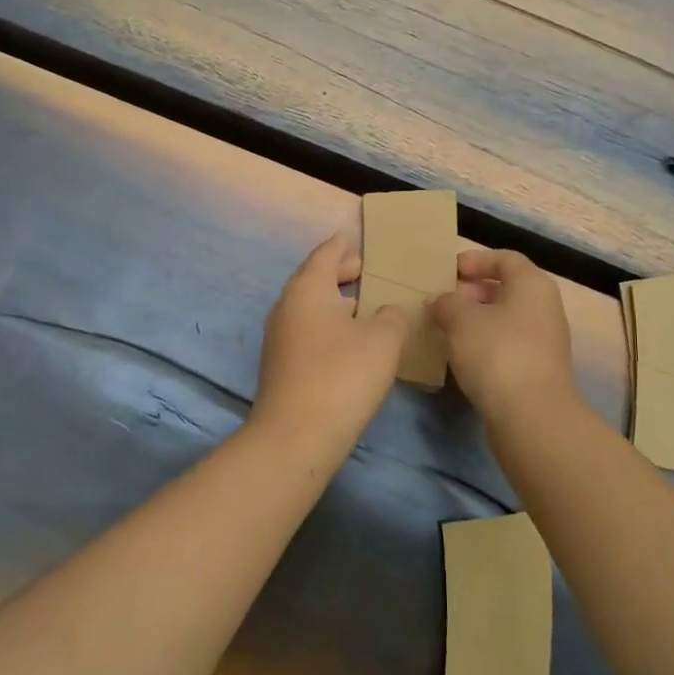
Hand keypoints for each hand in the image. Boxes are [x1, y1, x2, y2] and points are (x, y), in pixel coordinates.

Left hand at [253, 233, 411, 443]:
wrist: (296, 436)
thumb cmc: (342, 375)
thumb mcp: (382, 340)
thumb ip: (392, 316)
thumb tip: (388, 311)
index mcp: (308, 289)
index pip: (325, 254)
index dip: (342, 245)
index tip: (354, 237)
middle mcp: (287, 307)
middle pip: (314, 279)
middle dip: (340, 273)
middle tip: (366, 270)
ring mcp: (280, 338)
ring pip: (311, 308)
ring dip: (336, 302)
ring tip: (366, 306)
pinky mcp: (282, 366)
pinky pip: (309, 331)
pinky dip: (330, 325)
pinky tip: (352, 341)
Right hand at [430, 248, 579, 430]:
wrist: (531, 416)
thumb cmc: (497, 353)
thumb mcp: (461, 320)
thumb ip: (446, 303)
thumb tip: (441, 302)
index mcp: (532, 285)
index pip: (505, 258)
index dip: (476, 259)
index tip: (449, 271)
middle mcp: (545, 308)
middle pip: (507, 288)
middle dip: (473, 291)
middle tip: (443, 300)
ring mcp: (545, 341)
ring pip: (507, 318)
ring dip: (477, 319)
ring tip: (446, 328)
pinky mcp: (538, 370)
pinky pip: (508, 344)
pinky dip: (485, 342)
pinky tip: (462, 355)